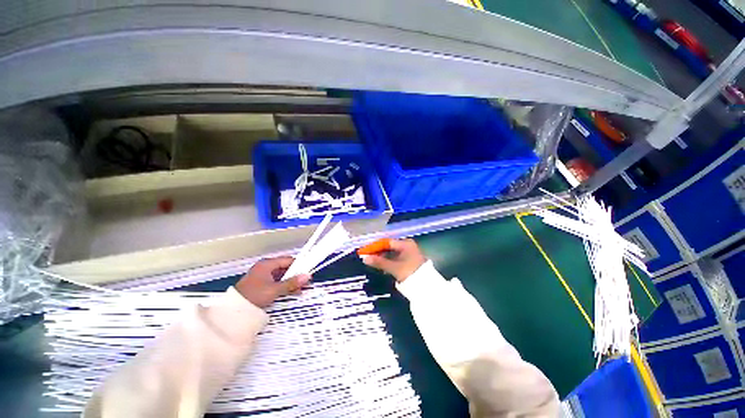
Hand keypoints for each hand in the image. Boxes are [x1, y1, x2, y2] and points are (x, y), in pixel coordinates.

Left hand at [235, 257, 311, 307]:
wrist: (233, 311)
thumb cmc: (254, 295)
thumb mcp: (275, 289)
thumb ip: (292, 283)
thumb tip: (308, 276)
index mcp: (267, 264)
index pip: (287, 260)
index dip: (299, 265)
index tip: (307, 272)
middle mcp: (265, 267)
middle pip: (285, 268)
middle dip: (295, 275)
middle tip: (305, 282)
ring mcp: (262, 276)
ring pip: (281, 276)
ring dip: (290, 282)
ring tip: (300, 289)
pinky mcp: (260, 284)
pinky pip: (276, 282)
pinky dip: (284, 286)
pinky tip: (291, 292)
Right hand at [361, 239, 425, 282]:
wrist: (426, 286)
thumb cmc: (409, 272)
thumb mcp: (393, 267)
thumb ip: (379, 262)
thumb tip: (364, 258)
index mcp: (405, 243)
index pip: (386, 242)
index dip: (375, 246)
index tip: (365, 251)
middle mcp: (407, 245)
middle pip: (389, 246)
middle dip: (378, 251)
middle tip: (366, 256)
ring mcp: (409, 252)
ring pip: (392, 252)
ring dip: (382, 256)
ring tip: (372, 261)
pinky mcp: (409, 260)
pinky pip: (396, 257)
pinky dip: (388, 260)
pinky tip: (381, 264)